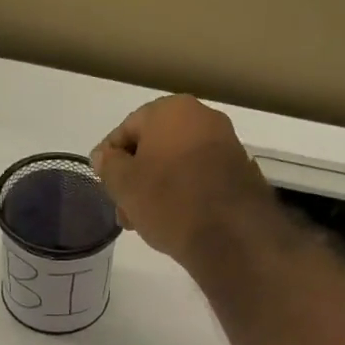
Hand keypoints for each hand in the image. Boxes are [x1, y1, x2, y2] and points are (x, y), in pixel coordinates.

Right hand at [91, 95, 278, 267]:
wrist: (231, 234)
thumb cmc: (169, 201)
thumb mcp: (125, 185)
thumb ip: (109, 165)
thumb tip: (104, 156)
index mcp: (171, 110)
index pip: (126, 130)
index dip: (109, 159)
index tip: (103, 185)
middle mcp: (202, 117)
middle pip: (154, 148)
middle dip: (135, 179)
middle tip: (124, 210)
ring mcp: (225, 144)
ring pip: (177, 165)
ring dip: (157, 189)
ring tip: (146, 221)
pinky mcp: (240, 172)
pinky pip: (199, 178)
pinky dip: (184, 194)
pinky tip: (174, 220)